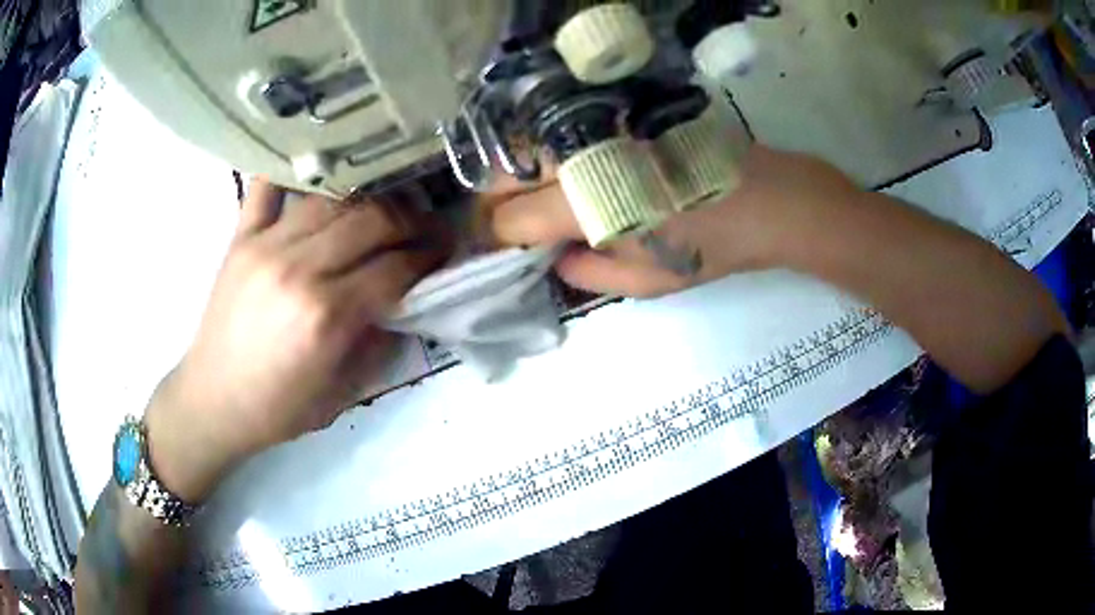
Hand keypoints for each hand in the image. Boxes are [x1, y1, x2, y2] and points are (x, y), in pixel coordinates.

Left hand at [145, 179, 450, 501]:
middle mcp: (299, 269)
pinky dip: (292, 172)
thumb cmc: (278, 408)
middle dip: (409, 221)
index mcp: (327, 317)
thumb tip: (405, 301)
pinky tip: (317, 170)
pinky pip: (267, 187)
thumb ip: (378, 343)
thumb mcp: (343, 394)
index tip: (445, 249)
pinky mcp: (240, 237)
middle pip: (371, 221)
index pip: (395, 267)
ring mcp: (265, 245)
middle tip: (425, 226)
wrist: (213, 400)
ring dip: (367, 199)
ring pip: (331, 199)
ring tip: (383, 208)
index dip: (428, 256)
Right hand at [490, 145, 860, 296]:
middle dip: (496, 204)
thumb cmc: (710, 248)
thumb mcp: (646, 282)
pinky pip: (563, 133)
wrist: (766, 199)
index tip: (510, 251)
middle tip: (515, 228)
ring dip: (518, 177)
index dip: (500, 239)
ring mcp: (597, 130)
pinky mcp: (616, 117)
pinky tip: (568, 175)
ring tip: (538, 204)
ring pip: (526, 148)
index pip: (509, 219)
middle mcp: (580, 158)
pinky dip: (550, 155)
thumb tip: (553, 257)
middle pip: (502, 174)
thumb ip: (587, 273)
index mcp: (584, 206)